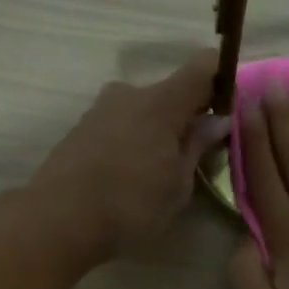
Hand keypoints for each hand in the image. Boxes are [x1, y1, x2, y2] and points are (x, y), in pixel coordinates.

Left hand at [29, 52, 226, 260]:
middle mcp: (130, 93)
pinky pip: (122, 124)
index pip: (203, 67)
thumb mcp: (178, 185)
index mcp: (162, 102)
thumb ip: (198, 146)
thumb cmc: (130, 206)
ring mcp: (101, 109)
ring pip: (144, 110)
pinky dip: (135, 140)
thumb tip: (217, 120)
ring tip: (161, 172)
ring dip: (159, 130)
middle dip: (189, 116)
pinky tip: (132, 176)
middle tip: (198, 155)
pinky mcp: (81, 128)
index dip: (222, 79)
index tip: (230, 108)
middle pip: (172, 92)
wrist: (57, 220)